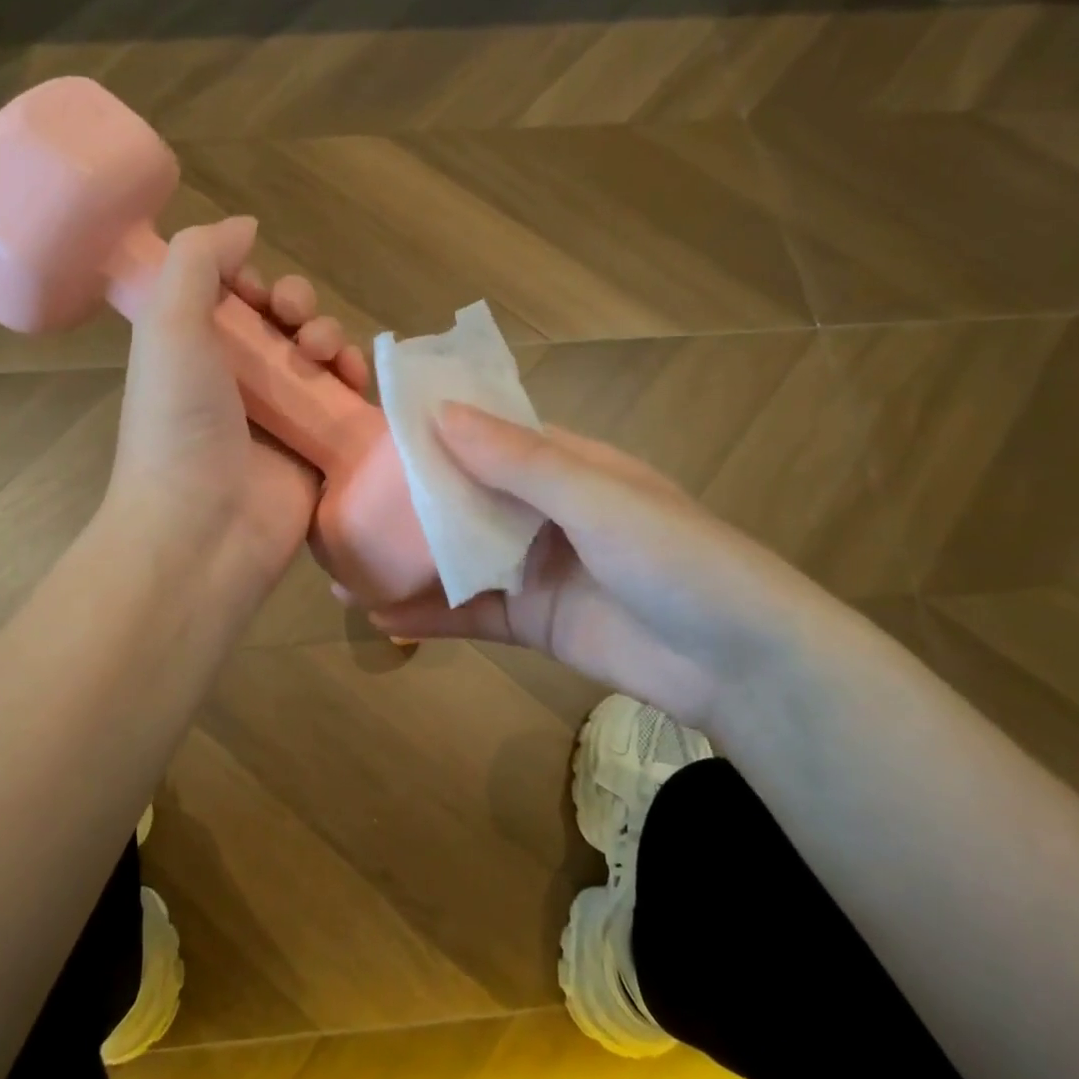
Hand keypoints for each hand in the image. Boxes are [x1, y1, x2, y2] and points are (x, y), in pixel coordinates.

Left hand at [107, 216, 367, 605]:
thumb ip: (199, 260)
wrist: (203, 527)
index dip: (252, 284)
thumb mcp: (168, 324)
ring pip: (320, 359)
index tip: (256, 291)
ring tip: (324, 354)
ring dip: (330, 339)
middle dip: (299, 308)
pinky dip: (355, 382)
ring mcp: (280, 418)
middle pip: (283, 325)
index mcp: (194, 352)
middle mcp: (237, 382)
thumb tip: (245, 226)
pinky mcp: (318, 449)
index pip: (233, 301)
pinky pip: (346, 402)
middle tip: (296, 321)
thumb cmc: (178, 421)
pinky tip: (354, 379)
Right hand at [359, 406, 852, 738]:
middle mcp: (543, 511)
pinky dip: (428, 617)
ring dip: (405, 563)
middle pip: (462, 498)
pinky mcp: (531, 623)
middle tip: (338, 505)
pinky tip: (379, 618)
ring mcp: (534, 569)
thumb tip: (439, 414)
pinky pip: (469, 613)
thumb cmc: (675, 559)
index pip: (486, 437)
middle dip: (405, 504)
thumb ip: (518, 461)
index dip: (432, 432)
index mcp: (565, 467)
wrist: (740, 664)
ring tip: (340, 568)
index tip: (370, 432)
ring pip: (457, 558)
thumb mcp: (596, 499)